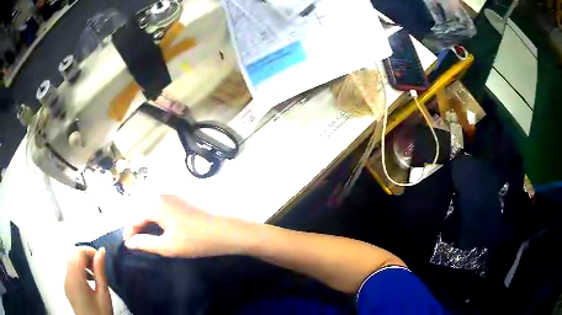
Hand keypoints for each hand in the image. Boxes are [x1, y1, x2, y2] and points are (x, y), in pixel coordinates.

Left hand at [64, 247, 112, 314]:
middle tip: (98, 266)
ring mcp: (65, 282)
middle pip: (72, 255)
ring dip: (82, 263)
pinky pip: (70, 271)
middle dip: (86, 256)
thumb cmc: (101, 313)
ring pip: (70, 262)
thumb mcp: (104, 294)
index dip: (90, 251)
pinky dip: (78, 270)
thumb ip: (100, 271)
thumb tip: (101, 252)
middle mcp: (67, 277)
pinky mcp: (67, 287)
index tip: (101, 259)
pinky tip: (88, 281)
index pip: (78, 252)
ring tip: (95, 275)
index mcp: (75, 278)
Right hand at [123, 195, 248, 257]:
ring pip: (152, 206)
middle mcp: (162, 194)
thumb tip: (129, 242)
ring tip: (147, 236)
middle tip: (137, 242)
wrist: (227, 230)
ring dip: (147, 220)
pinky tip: (162, 227)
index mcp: (155, 203)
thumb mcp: (168, 246)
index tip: (127, 245)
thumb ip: (145, 243)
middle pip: (142, 209)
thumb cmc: (196, 240)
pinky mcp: (184, 197)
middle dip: (137, 225)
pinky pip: (163, 205)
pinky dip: (158, 216)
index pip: (134, 217)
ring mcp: (174, 194)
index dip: (129, 232)